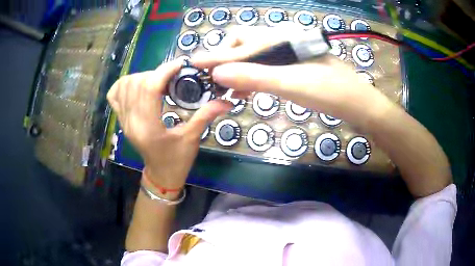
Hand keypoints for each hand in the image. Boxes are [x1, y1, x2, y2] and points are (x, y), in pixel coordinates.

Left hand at [107, 59, 231, 196]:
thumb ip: (206, 115)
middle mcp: (131, 121)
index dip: (165, 71)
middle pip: (137, 83)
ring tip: (157, 82)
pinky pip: (114, 94)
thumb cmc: (177, 160)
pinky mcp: (121, 119)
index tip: (180, 65)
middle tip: (171, 78)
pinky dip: (124, 84)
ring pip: (124, 85)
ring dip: (142, 77)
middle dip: (156, 73)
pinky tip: (137, 85)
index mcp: (149, 128)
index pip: (150, 88)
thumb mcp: (192, 139)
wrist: (160, 174)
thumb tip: (227, 101)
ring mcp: (123, 120)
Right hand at [192, 26, 396, 129]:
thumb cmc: (329, 92)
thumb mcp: (290, 84)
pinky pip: (266, 68)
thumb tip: (218, 74)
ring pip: (254, 57)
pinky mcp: (294, 67)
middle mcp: (282, 42)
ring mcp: (289, 55)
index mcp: (281, 40)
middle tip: (217, 80)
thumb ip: (253, 77)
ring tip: (229, 90)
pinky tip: (248, 90)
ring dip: (239, 70)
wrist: (357, 103)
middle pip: (245, 44)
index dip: (216, 56)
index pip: (240, 45)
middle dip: (227, 59)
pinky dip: (253, 77)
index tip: (194, 64)